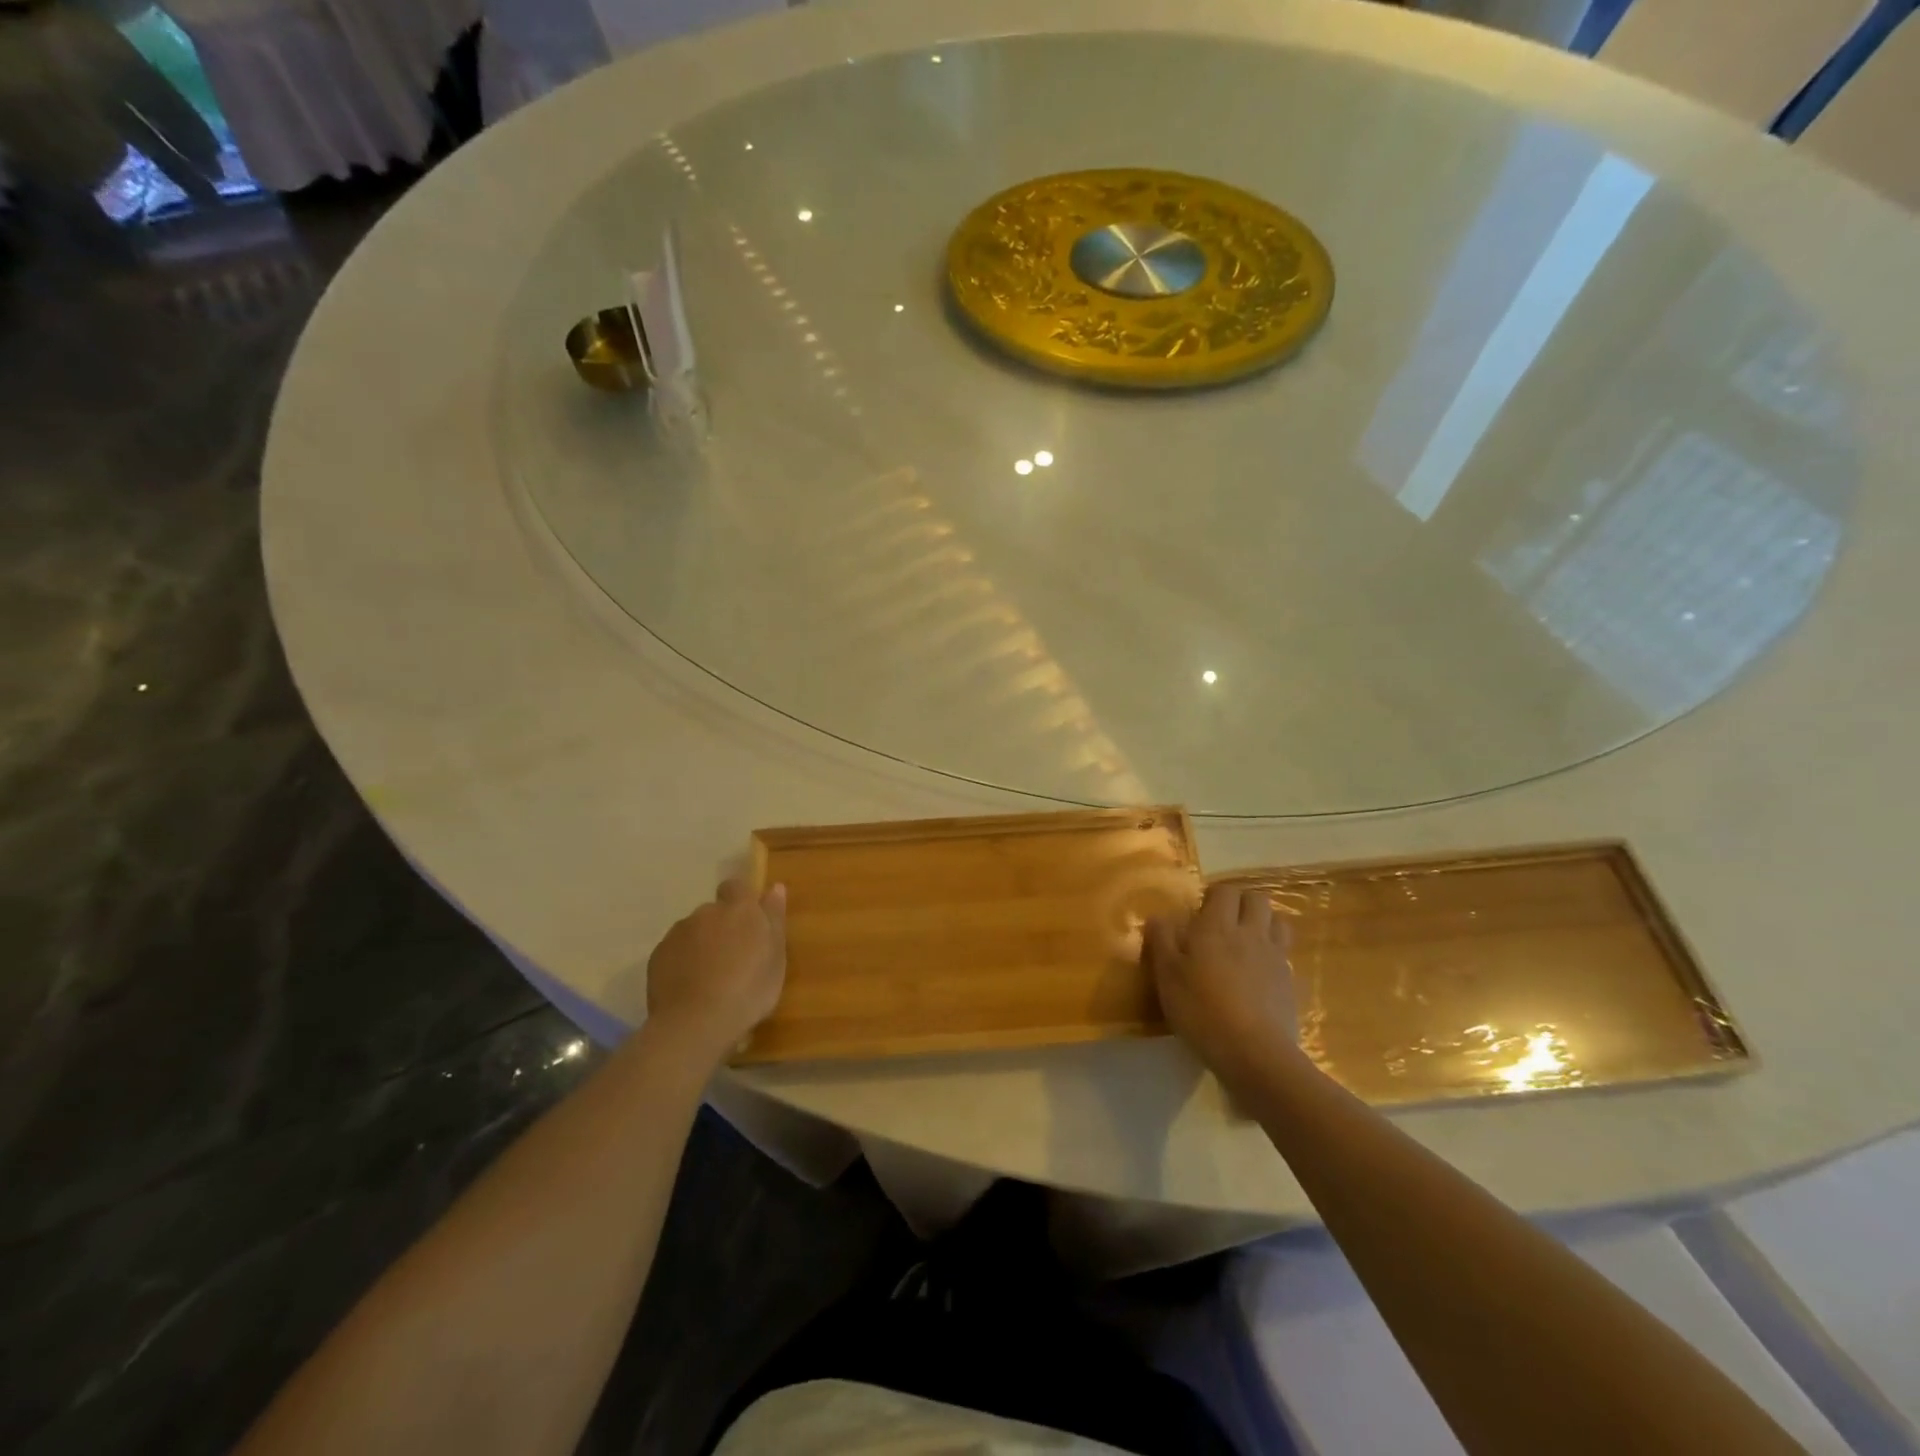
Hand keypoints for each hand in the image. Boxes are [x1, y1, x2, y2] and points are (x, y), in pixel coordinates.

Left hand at [646, 879, 786, 1061]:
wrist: (695, 1024)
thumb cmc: (748, 990)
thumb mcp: (776, 957)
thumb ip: (774, 919)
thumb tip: (775, 887)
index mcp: (740, 909)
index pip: (736, 886)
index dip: (741, 900)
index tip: (748, 924)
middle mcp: (706, 913)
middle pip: (714, 912)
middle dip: (722, 927)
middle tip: (733, 958)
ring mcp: (678, 933)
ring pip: (693, 931)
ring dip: (702, 945)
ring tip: (710, 977)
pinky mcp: (657, 955)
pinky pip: (675, 951)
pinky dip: (682, 962)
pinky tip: (690, 987)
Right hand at [1146, 883, 1297, 1088]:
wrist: (1254, 1053)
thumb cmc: (1201, 1009)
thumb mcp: (1167, 975)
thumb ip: (1161, 940)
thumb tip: (1158, 916)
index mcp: (1217, 927)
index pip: (1224, 891)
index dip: (1214, 895)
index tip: (1200, 910)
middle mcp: (1250, 933)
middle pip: (1257, 898)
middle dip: (1242, 902)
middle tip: (1223, 920)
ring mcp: (1275, 957)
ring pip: (1278, 922)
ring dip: (1264, 923)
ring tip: (1246, 940)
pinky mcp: (1290, 983)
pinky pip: (1285, 954)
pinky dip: (1274, 954)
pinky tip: (1259, 973)